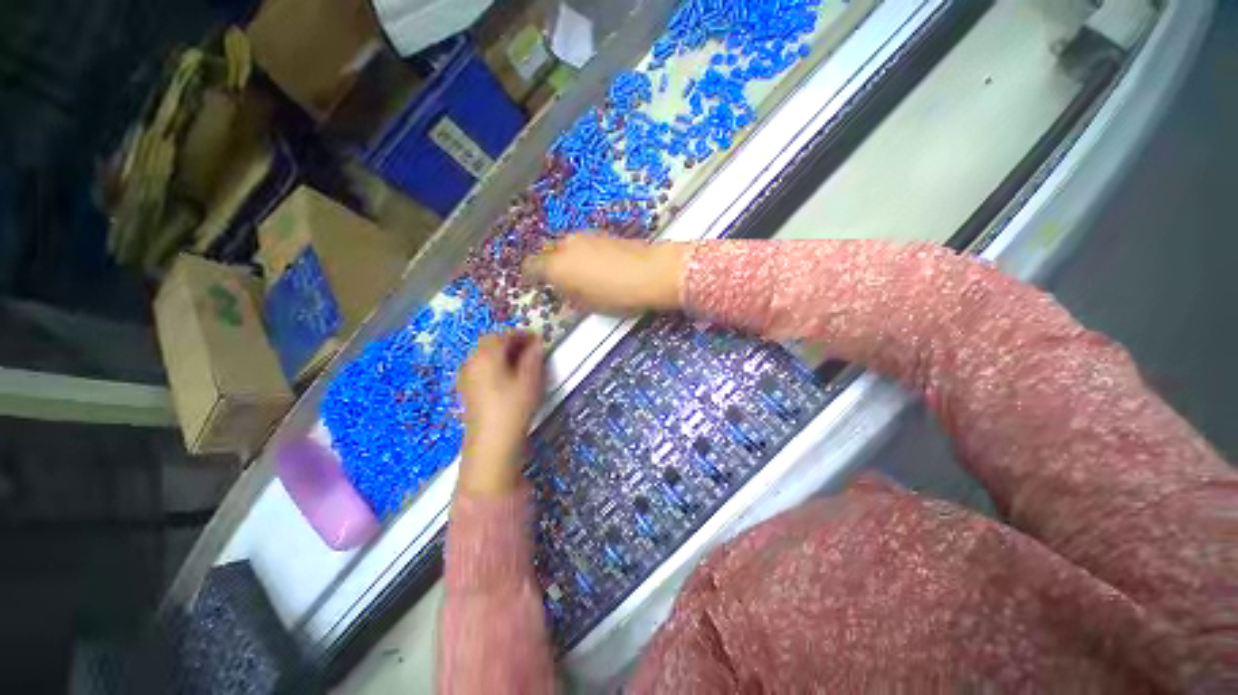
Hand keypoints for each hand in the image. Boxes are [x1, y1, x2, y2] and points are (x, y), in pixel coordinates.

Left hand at [457, 332, 544, 496]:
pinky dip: (493, 366)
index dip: (522, 335)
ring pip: (484, 356)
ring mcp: (466, 376)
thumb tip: (535, 344)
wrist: (491, 443)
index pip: (504, 335)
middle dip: (511, 343)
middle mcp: (472, 361)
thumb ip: (533, 357)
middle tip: (531, 351)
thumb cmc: (514, 407)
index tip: (538, 340)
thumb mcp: (530, 379)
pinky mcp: (466, 390)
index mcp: (487, 355)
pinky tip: (506, 378)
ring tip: (521, 364)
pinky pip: (480, 368)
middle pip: (490, 343)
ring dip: (502, 354)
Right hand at [523, 234, 688, 314]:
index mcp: (556, 266)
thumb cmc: (616, 295)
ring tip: (582, 275)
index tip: (536, 285)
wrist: (651, 272)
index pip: (531, 267)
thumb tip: (564, 289)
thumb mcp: (588, 304)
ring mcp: (585, 236)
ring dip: (568, 258)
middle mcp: (566, 246)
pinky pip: (583, 244)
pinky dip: (583, 254)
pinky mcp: (602, 233)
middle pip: (549, 253)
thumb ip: (569, 295)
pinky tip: (598, 266)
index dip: (531, 276)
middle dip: (552, 266)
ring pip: (567, 246)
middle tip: (562, 283)